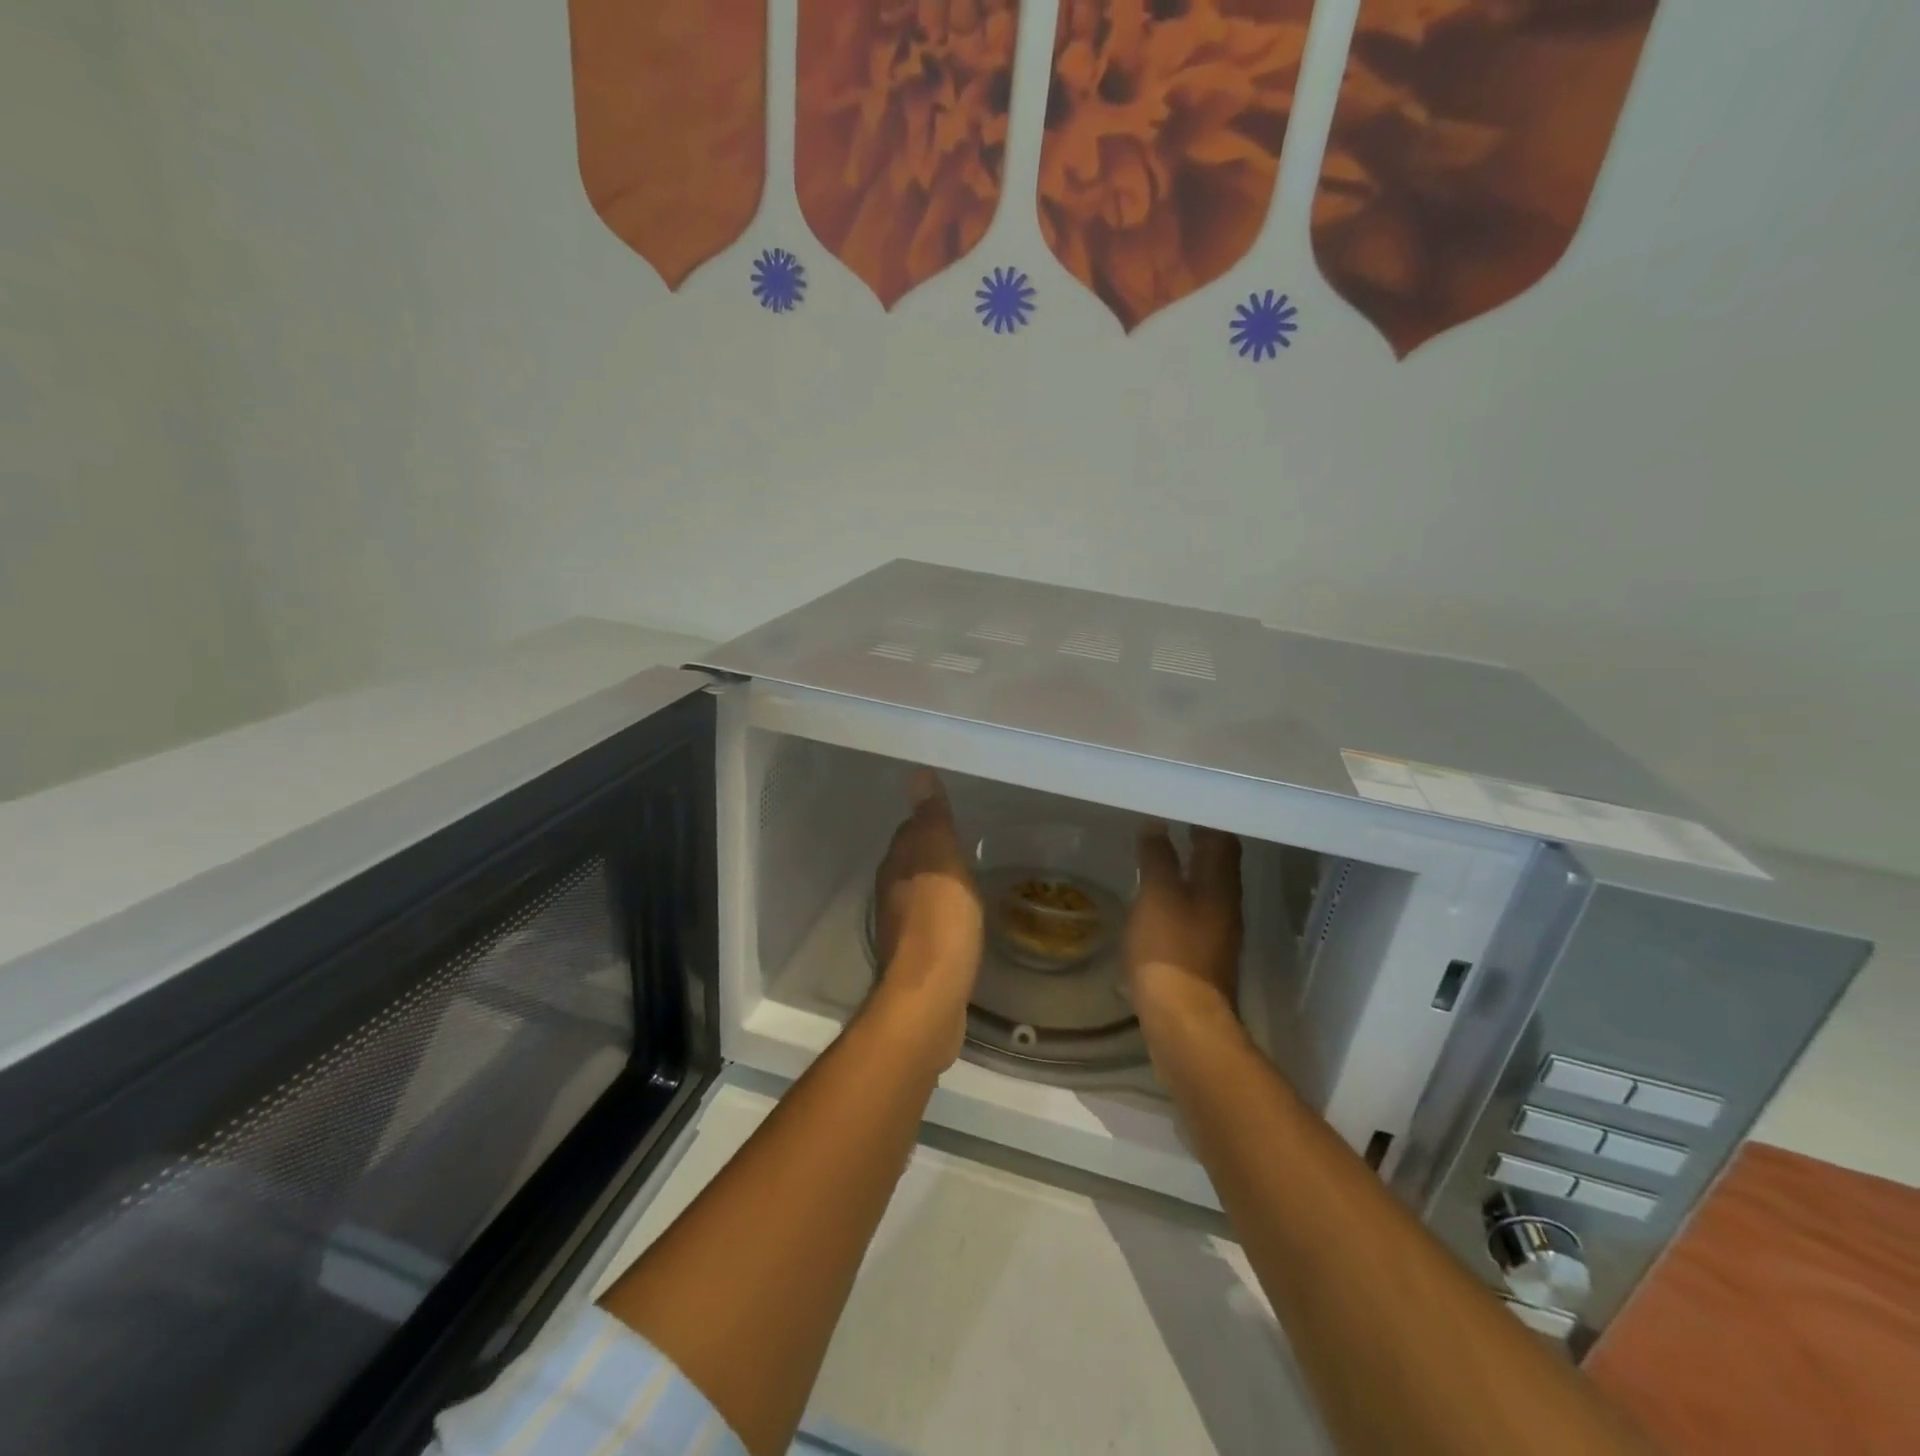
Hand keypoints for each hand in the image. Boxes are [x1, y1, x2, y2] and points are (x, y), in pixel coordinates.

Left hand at [871, 769, 983, 1065]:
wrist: (929, 997)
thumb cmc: (940, 920)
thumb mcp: (941, 859)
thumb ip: (931, 819)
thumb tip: (918, 774)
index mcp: (896, 866)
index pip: (909, 832)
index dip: (928, 823)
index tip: (951, 819)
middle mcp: (891, 893)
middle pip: (911, 863)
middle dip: (932, 854)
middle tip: (964, 847)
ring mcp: (900, 929)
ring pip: (918, 893)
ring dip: (937, 885)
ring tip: (967, 881)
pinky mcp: (915, 959)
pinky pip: (930, 924)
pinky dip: (943, 916)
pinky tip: (962, 921)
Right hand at [1126, 823, 1242, 1038]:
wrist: (1183, 1020)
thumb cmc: (1170, 950)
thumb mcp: (1156, 896)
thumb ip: (1157, 859)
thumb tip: (1157, 825)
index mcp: (1220, 886)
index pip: (1223, 840)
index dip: (1206, 820)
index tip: (1184, 804)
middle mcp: (1227, 906)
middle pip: (1218, 865)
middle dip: (1198, 843)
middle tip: (1170, 824)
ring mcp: (1218, 934)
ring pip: (1207, 890)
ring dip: (1189, 871)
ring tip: (1161, 857)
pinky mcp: (1204, 957)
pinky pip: (1195, 914)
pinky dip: (1180, 898)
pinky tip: (1158, 901)